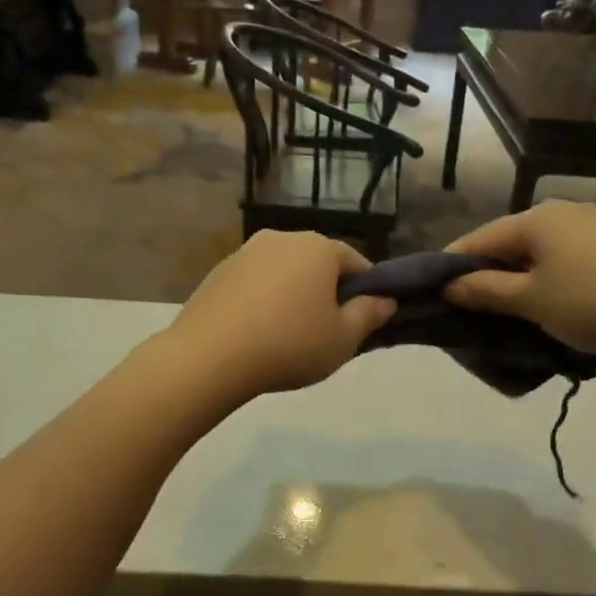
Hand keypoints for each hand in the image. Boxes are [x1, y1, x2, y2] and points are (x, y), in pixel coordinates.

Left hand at [166, 231, 395, 397]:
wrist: (210, 356)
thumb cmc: (290, 345)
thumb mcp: (343, 339)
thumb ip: (368, 315)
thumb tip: (385, 300)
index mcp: (318, 247)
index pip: (355, 261)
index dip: (364, 290)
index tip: (362, 318)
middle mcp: (281, 239)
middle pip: (316, 263)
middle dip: (325, 290)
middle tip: (326, 330)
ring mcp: (245, 252)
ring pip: (282, 272)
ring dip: (291, 294)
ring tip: (288, 334)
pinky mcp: (217, 273)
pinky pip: (253, 284)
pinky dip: (262, 301)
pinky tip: (257, 333)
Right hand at [442, 201, 595, 357]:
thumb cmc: (590, 302)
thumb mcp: (529, 300)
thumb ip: (484, 290)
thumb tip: (448, 286)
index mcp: (537, 218)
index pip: (480, 238)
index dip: (453, 264)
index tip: (433, 290)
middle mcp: (564, 211)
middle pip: (510, 241)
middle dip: (486, 272)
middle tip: (468, 305)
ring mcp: (595, 225)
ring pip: (539, 250)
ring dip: (518, 276)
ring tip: (505, 308)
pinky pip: (566, 256)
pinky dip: (547, 276)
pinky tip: (548, 300)